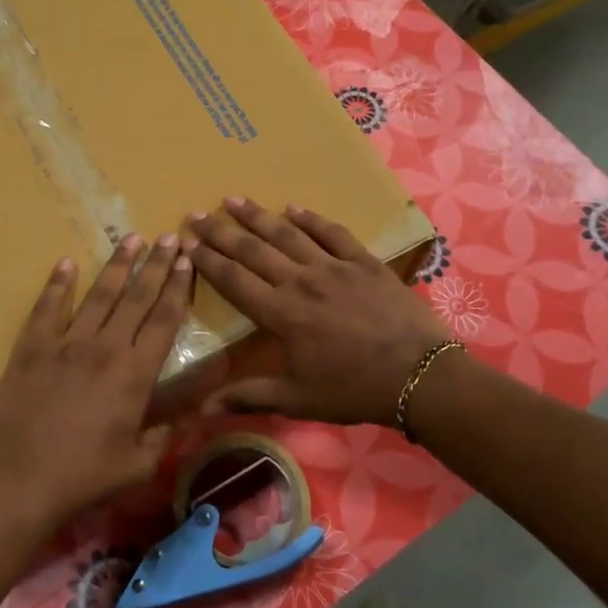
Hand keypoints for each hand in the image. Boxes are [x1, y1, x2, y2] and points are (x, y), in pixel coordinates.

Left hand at [0, 233, 193, 534]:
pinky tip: (66, 263)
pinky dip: (57, 284)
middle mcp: (104, 348)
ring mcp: (64, 344)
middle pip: (136, 297)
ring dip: (118, 265)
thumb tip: (193, 411)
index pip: (164, 320)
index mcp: (135, 374)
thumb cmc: (83, 479)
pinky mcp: (30, 350)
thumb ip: (167, 432)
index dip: (178, 288)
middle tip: (169, 236)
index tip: (186, 261)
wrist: (15, 484)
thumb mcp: (138, 464)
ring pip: (97, 295)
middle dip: (156, 265)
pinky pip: (46, 309)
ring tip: (132, 238)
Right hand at [186, 197, 448, 426]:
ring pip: (287, 233)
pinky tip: (293, 207)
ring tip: (234, 199)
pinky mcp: (363, 261)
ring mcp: (333, 267)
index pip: (234, 280)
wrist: (420, 375)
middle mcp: (301, 281)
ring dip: (258, 216)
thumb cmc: (354, 390)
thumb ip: (249, 396)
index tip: (187, 243)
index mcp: (281, 314)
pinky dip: (311, 218)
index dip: (208, 261)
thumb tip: (202, 409)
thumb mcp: (298, 399)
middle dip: (222, 231)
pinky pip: (332, 232)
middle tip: (198, 213)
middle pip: (253, 250)